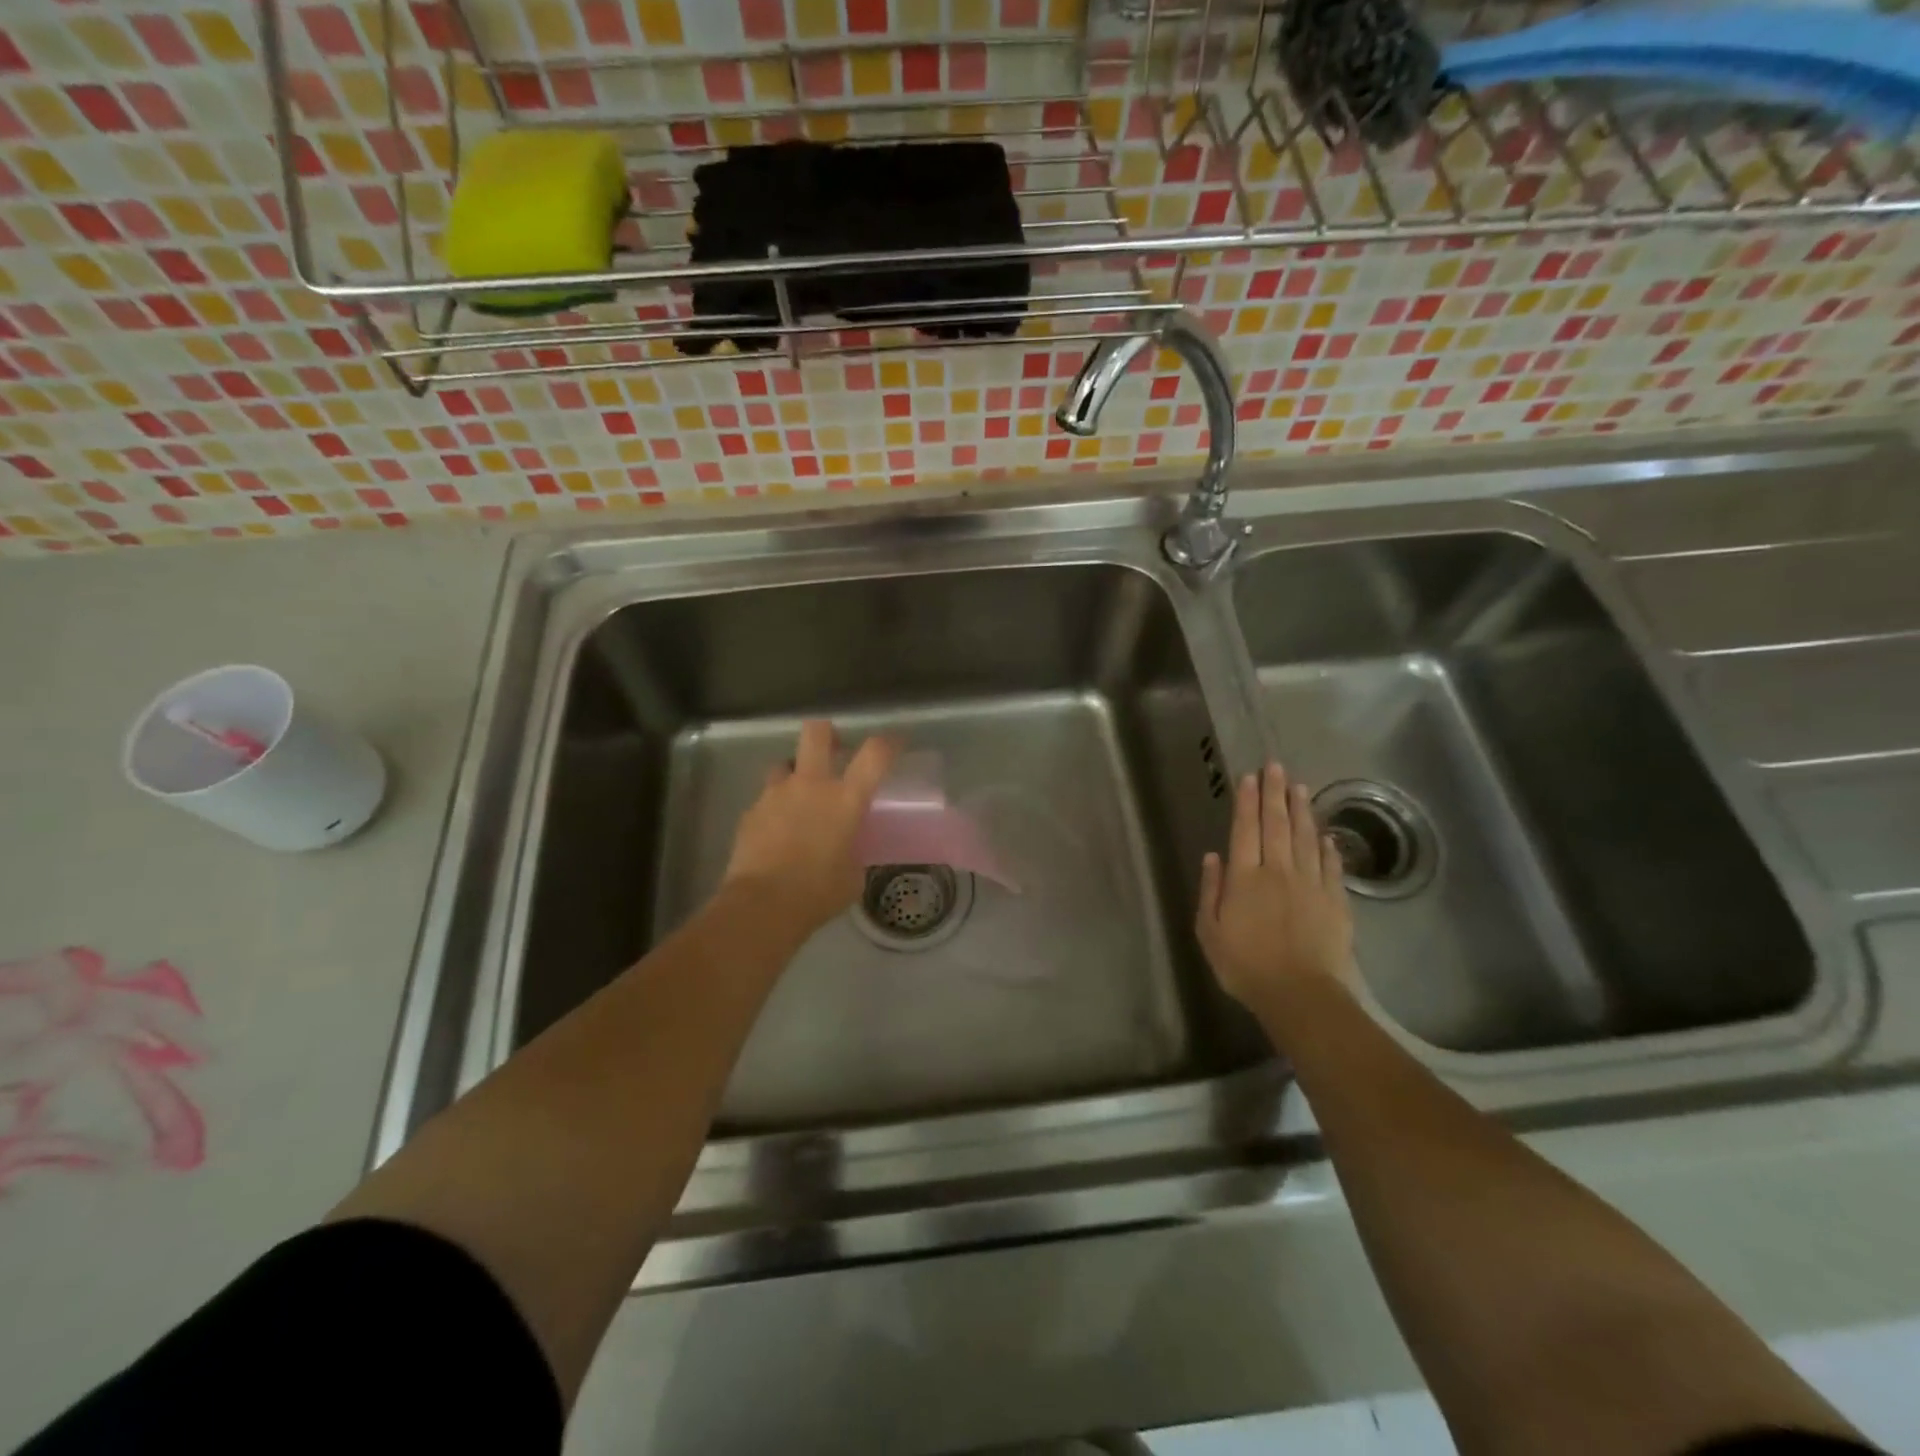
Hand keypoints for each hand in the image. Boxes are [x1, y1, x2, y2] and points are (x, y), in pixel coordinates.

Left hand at [722, 720, 899, 936]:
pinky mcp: (750, 812)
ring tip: (798, 797)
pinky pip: (766, 799)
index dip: (888, 743)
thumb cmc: (818, 893)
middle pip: (816, 733)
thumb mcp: (852, 875)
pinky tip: (776, 832)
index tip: (894, 743)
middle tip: (833, 748)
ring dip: (794, 774)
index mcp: (845, 799)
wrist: (762, 905)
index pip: (875, 754)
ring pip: (784, 764)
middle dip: (826, 733)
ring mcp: (776, 795)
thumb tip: (846, 850)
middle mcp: (811, 785)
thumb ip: (853, 851)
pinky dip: (774, 809)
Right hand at [1196, 763, 1357, 1016]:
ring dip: (1301, 810)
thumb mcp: (1209, 931)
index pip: (1245, 830)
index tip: (1249, 777)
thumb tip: (1213, 856)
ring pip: (1306, 838)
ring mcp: (1310, 884)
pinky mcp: (1335, 901)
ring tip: (1299, 787)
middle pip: (1277, 825)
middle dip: (1274, 793)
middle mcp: (1278, 871)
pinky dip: (1328, 847)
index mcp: (1244, 878)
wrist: (1299, 994)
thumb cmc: (1245, 965)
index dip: (1247, 802)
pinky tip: (1326, 834)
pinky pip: (1331, 866)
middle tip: (1276, 766)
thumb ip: (1211, 890)